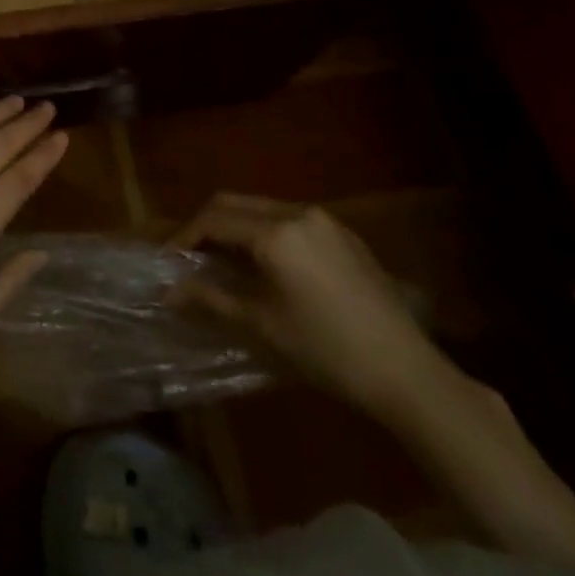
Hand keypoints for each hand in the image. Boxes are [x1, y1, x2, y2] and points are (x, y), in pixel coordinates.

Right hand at [171, 195, 453, 420]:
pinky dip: (266, 232)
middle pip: (235, 203)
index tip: (168, 262)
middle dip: (206, 225)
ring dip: (236, 227)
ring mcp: (325, 220)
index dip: (184, 238)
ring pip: (263, 208)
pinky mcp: (344, 235)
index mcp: (275, 232)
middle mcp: (297, 212)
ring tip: (224, 262)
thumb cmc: (325, 351)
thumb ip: (210, 299)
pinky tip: (267, 265)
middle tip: (190, 257)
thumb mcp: (261, 326)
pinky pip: (290, 220)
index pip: (213, 220)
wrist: (406, 372)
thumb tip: (169, 292)